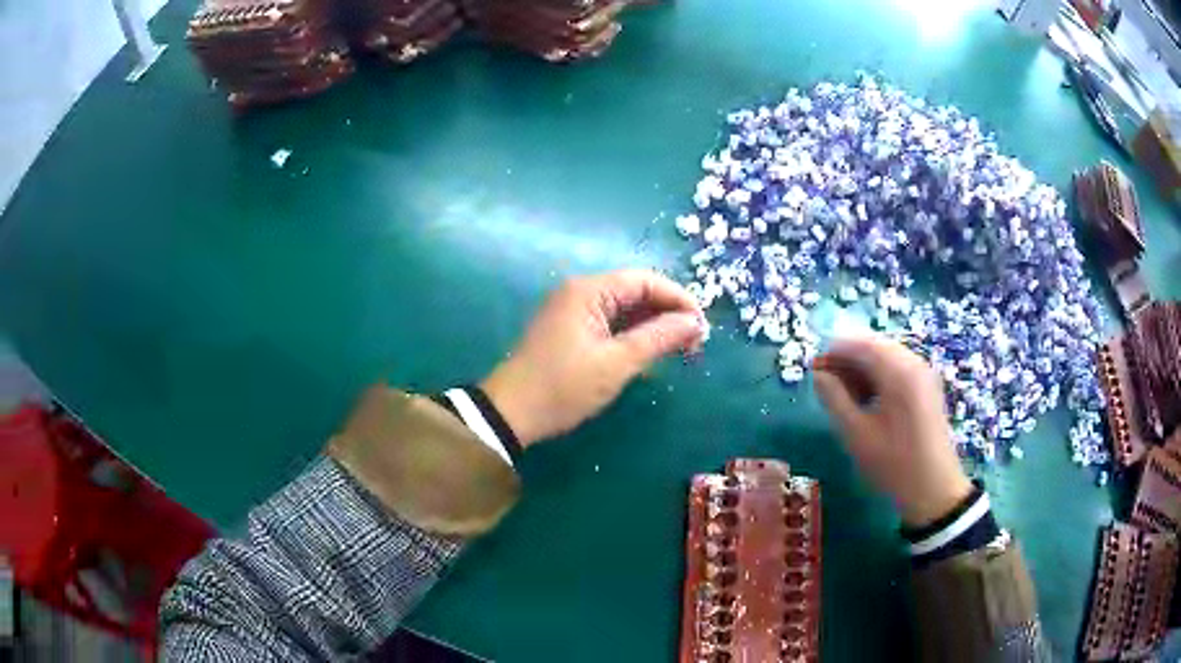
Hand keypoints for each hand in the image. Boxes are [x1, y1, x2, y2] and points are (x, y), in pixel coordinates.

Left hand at [482, 269, 706, 446]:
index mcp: (589, 290)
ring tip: (680, 349)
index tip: (702, 325)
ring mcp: (573, 311)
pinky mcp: (570, 331)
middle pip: (635, 291)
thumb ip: (659, 338)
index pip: (644, 280)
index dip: (678, 299)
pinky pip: (610, 324)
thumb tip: (694, 322)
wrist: (511, 414)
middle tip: (695, 342)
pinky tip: (650, 353)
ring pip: (624, 309)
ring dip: (652, 326)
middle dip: (668, 313)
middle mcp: (580, 292)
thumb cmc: (564, 387)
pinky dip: (633, 335)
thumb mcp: (617, 364)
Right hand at [811, 334, 971, 527]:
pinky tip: (867, 400)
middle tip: (826, 383)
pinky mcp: (927, 387)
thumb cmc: (893, 463)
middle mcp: (914, 363)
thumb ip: (835, 399)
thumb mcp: (857, 434)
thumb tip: (818, 375)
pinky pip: (898, 369)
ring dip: (863, 369)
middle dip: (848, 360)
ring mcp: (924, 374)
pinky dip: (879, 377)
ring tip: (844, 395)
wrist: (934, 489)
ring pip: (886, 357)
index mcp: (898, 371)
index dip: (834, 352)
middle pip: (875, 346)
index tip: (813, 369)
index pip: (860, 344)